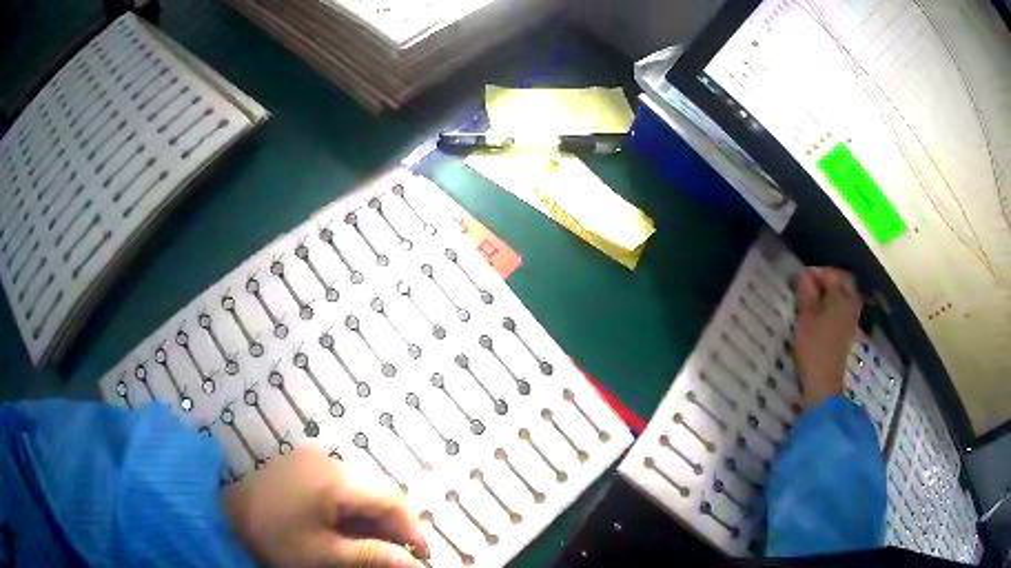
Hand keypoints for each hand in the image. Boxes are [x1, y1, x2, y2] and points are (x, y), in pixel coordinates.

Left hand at [224, 447, 428, 567]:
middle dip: (392, 525)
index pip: (390, 499)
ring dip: (372, 519)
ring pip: (360, 489)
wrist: (224, 518)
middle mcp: (328, 459)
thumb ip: (373, 556)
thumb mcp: (325, 555)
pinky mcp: (302, 465)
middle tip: (398, 556)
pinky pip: (340, 486)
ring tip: (374, 547)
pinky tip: (348, 530)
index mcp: (334, 477)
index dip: (412, 528)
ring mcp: (313, 459)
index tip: (422, 557)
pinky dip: (351, 510)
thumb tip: (414, 564)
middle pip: (377, 491)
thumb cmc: (274, 538)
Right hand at [791, 267, 861, 407]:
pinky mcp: (848, 331)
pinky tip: (822, 309)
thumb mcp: (805, 318)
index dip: (815, 272)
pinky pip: (845, 306)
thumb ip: (807, 294)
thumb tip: (804, 275)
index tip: (799, 276)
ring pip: (846, 294)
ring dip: (833, 289)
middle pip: (844, 281)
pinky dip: (835, 302)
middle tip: (810, 281)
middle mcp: (850, 304)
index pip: (831, 275)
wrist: (823, 382)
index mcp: (841, 298)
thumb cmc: (813, 348)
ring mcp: (851, 319)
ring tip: (815, 294)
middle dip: (828, 277)